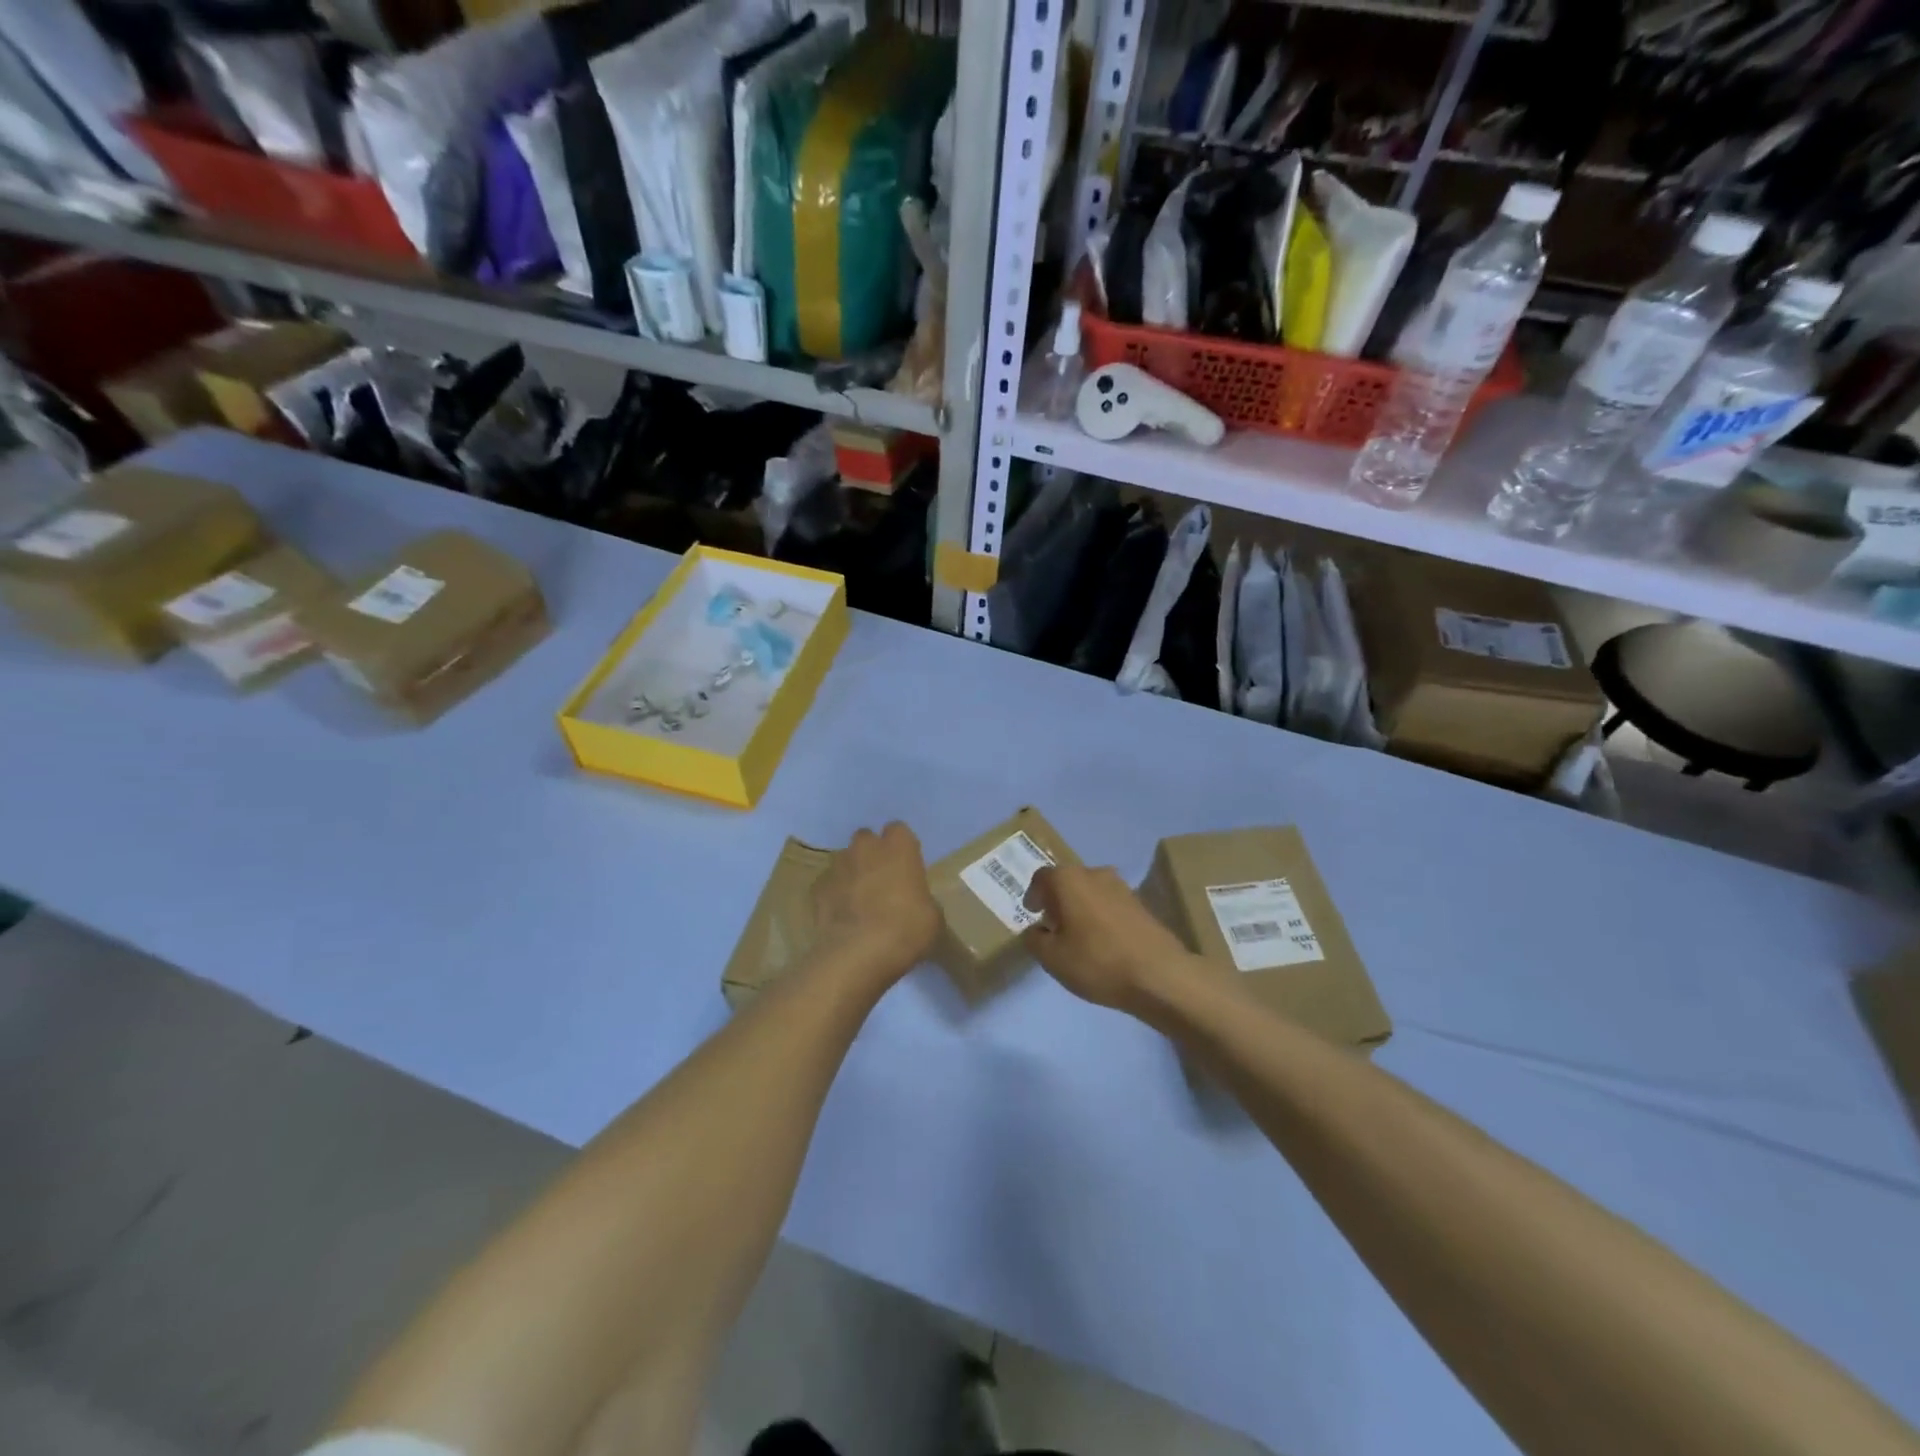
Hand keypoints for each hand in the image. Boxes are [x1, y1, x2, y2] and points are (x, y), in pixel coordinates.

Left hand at [810, 822, 941, 989]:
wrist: (858, 953)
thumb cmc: (906, 929)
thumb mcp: (932, 916)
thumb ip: (921, 898)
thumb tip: (915, 902)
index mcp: (899, 848)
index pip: (899, 830)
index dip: (901, 846)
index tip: (906, 865)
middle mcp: (866, 848)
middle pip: (866, 838)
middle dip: (872, 853)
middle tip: (881, 879)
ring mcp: (838, 867)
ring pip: (844, 860)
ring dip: (852, 872)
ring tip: (859, 899)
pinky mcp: (817, 889)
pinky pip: (828, 885)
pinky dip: (834, 895)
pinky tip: (841, 916)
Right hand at [1022, 864, 1195, 1013]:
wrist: (1159, 974)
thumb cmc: (1097, 961)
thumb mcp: (1052, 958)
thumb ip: (1035, 940)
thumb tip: (1035, 930)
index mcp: (1068, 879)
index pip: (1042, 877)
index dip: (1033, 894)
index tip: (1031, 913)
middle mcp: (1095, 873)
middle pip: (1068, 881)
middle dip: (1057, 900)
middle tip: (1051, 925)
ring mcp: (1122, 887)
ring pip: (1091, 891)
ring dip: (1080, 907)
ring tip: (1077, 936)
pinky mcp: (1141, 904)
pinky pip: (1110, 904)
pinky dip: (1100, 916)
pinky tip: (1102, 942)